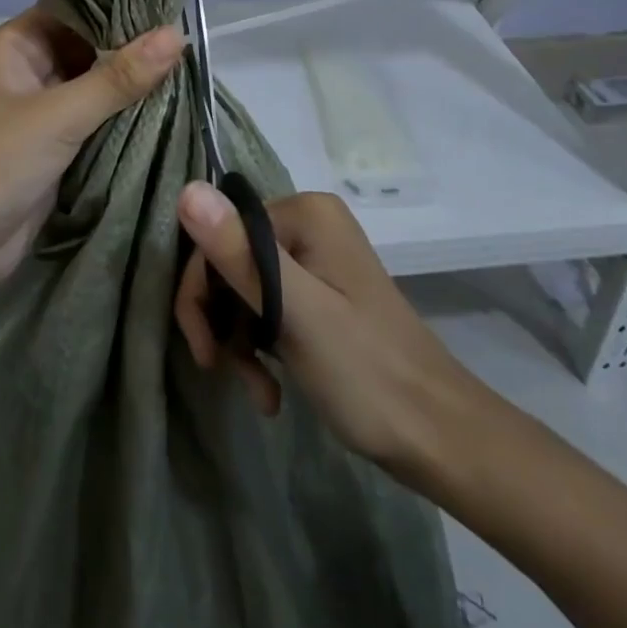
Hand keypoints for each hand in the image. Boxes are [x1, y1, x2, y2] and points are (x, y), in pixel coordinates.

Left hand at [0, 0, 182, 288]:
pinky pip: (94, 118)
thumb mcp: (60, 115)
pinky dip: (122, 114)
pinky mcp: (53, 144)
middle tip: (186, 35)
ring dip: (129, 82)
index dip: (115, 3)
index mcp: (15, 45)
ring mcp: (40, 109)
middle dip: (129, 45)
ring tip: (187, 65)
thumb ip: (119, 77)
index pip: (72, 7)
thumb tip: (178, 33)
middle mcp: (27, 69)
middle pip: (86, 45)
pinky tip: (164, 105)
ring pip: (93, 83)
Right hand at [174, 185, 489, 481]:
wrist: (440, 438)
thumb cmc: (368, 373)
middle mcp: (307, 223)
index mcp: (304, 213)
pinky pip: (266, 308)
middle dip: (222, 320)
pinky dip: (260, 348)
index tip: (206, 351)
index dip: (201, 291)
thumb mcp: (296, 313)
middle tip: (224, 372)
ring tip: (258, 391)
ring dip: (239, 342)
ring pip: (243, 289)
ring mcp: (315, 259)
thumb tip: (186, 189)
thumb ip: (240, 254)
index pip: (219, 234)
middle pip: (229, 261)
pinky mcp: (318, 294)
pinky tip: (269, 391)